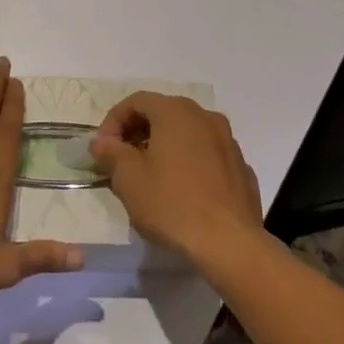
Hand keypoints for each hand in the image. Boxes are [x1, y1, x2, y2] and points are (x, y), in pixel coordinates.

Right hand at [90, 92, 264, 262]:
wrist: (229, 242)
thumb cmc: (171, 204)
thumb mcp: (129, 179)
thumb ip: (112, 153)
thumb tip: (103, 142)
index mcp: (176, 112)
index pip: (136, 101)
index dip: (113, 121)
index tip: (102, 149)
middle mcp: (205, 117)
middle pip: (164, 113)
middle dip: (138, 132)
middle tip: (121, 160)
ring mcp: (228, 141)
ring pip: (188, 133)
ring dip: (164, 146)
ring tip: (149, 176)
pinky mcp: (240, 167)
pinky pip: (207, 155)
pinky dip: (188, 162)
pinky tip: (181, 190)